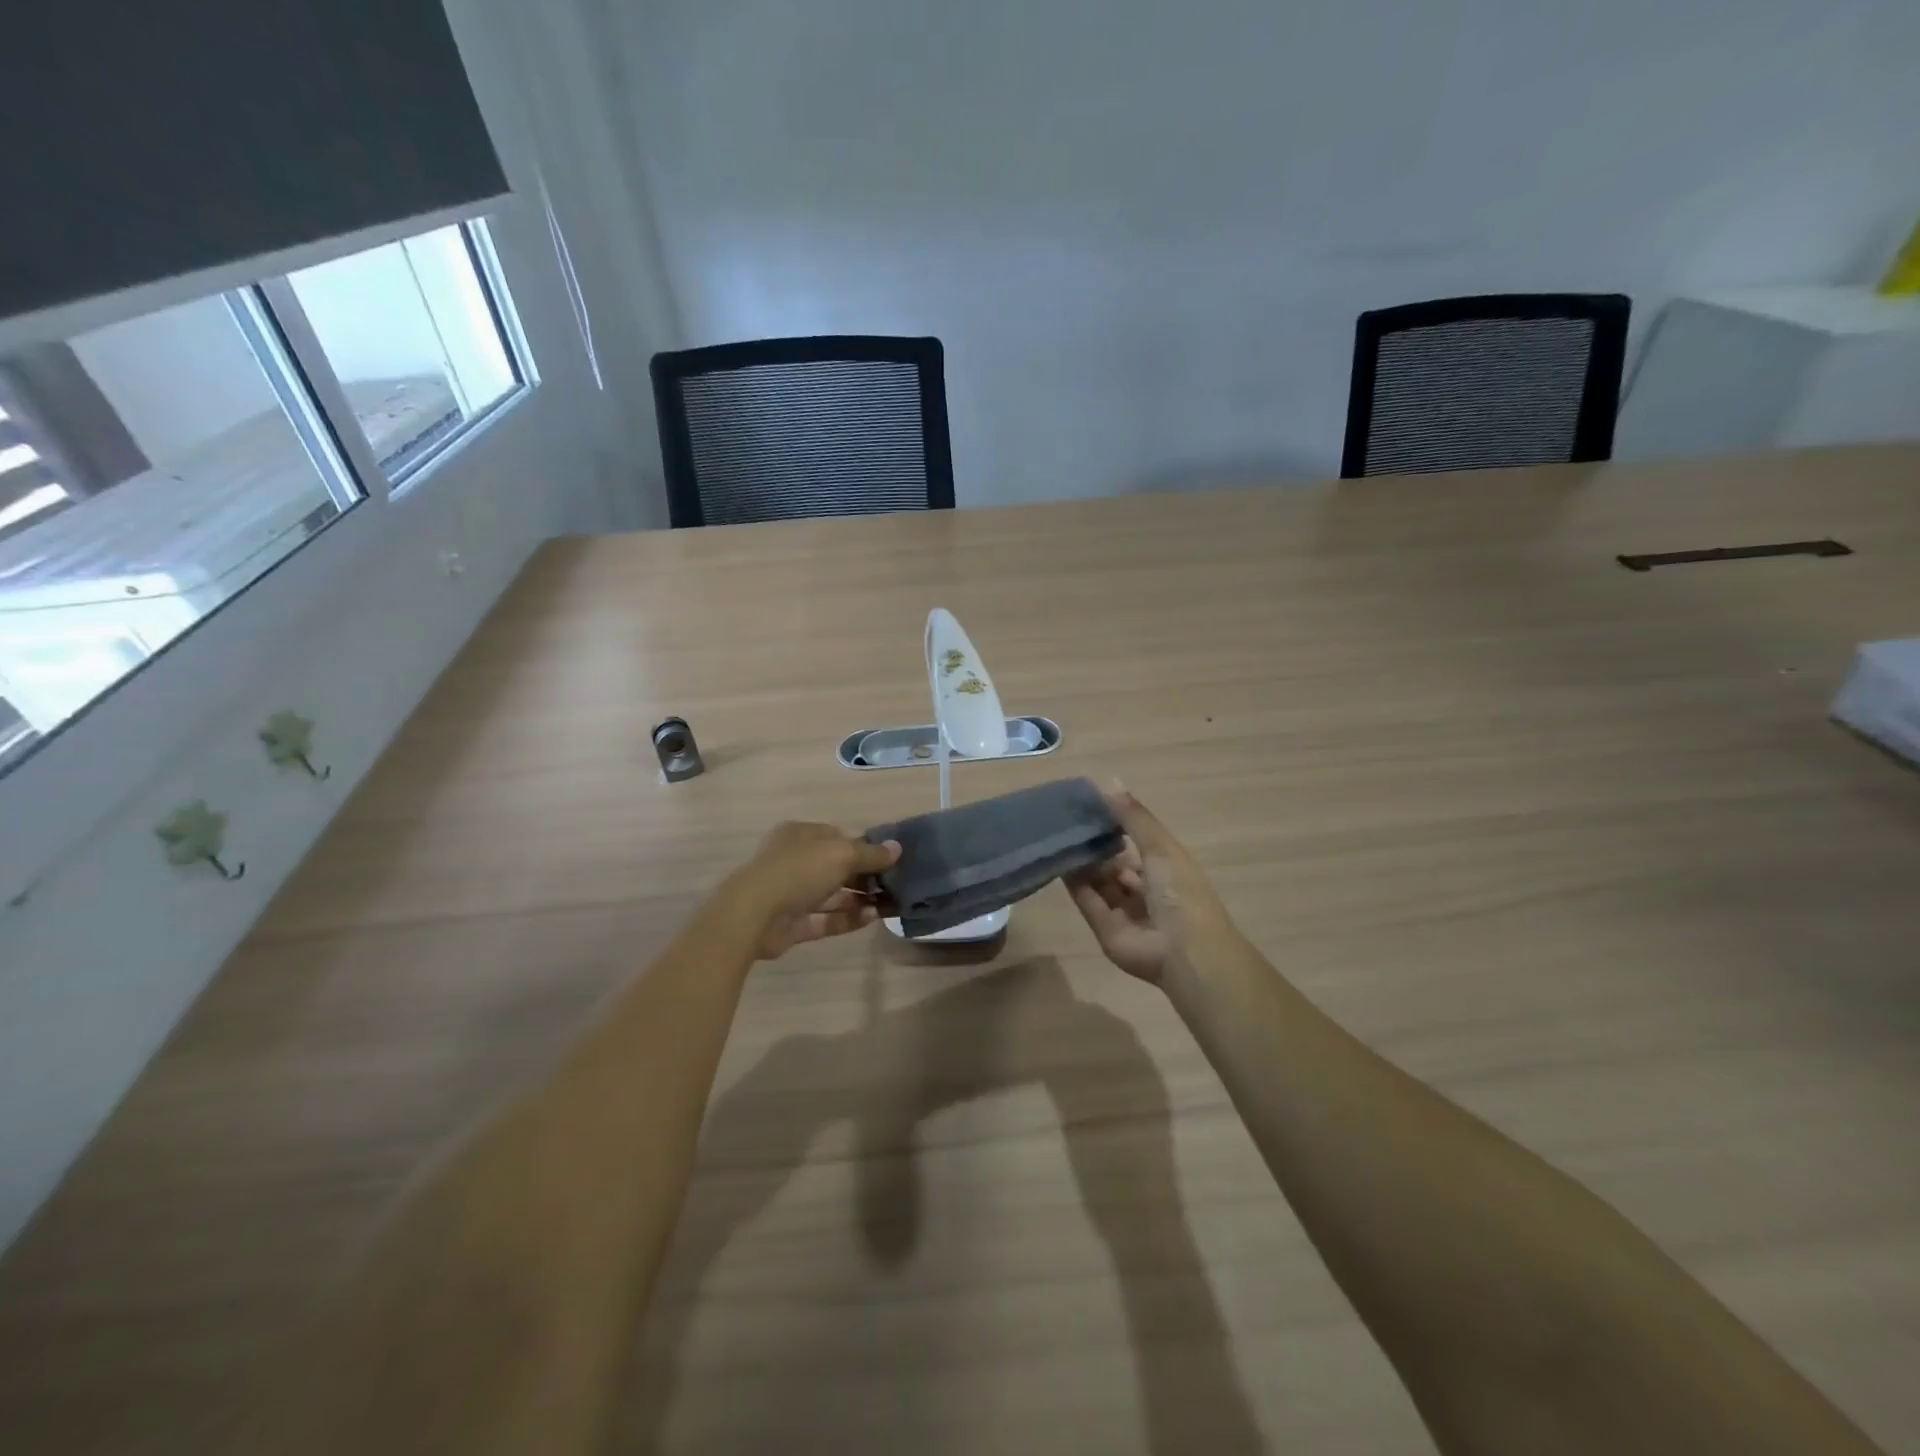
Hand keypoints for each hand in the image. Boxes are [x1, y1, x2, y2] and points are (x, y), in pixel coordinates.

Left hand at [731, 822, 901, 959]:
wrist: (754, 915)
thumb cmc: (798, 871)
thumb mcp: (840, 854)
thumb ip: (870, 853)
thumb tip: (897, 848)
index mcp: (800, 836)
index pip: (837, 837)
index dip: (862, 846)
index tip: (888, 859)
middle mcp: (794, 862)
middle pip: (836, 867)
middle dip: (865, 876)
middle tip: (894, 884)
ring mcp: (791, 894)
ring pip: (832, 895)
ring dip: (859, 899)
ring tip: (889, 904)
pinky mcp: (792, 924)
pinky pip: (825, 919)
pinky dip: (847, 918)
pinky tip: (871, 917)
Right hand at [1064, 782, 1230, 984]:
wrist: (1184, 951)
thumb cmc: (1180, 892)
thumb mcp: (1160, 846)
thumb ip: (1133, 817)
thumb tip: (1109, 781)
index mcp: (1167, 869)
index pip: (1137, 843)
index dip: (1116, 826)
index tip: (1090, 805)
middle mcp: (1146, 890)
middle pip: (1115, 865)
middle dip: (1096, 845)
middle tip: (1068, 821)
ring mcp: (1125, 912)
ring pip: (1099, 882)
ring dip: (1082, 862)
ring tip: (1058, 836)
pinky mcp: (1105, 929)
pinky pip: (1087, 901)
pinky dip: (1074, 883)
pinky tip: (1058, 860)